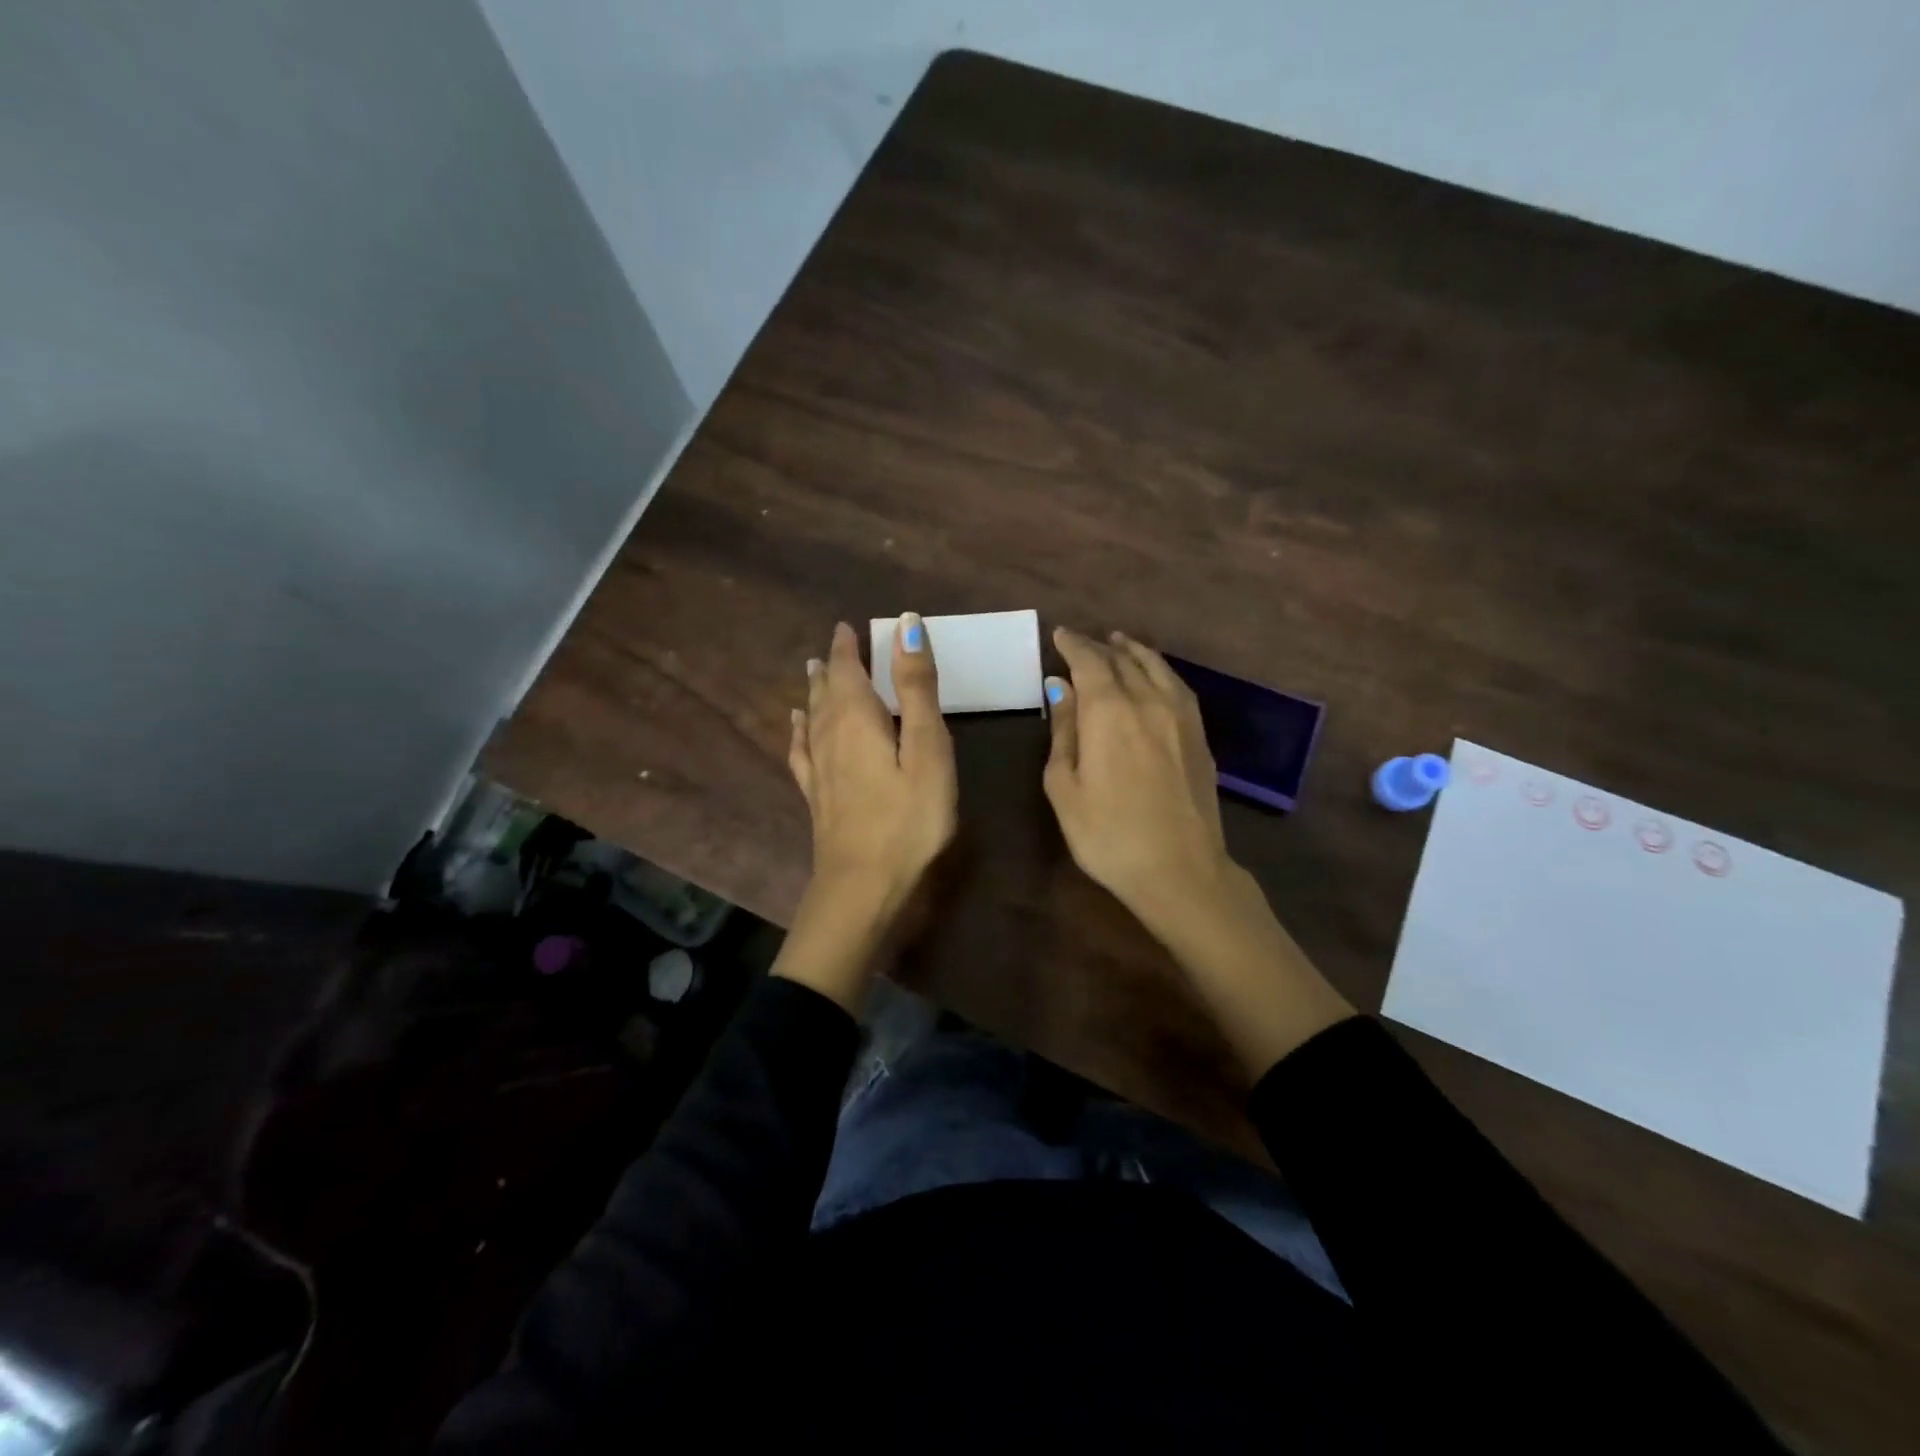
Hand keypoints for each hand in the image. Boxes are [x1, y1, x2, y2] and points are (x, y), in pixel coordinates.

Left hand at [776, 615, 956, 1010]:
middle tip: (836, 645)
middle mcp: (830, 736)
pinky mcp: (816, 796)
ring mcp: (819, 769)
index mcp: (857, 718)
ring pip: (813, 717)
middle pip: (827, 691)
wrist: (863, 885)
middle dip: (833, 665)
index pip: (847, 669)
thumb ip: (916, 687)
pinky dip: (800, 730)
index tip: (848, 626)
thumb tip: (906, 624)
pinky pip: (802, 750)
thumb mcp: (926, 748)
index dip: (849, 647)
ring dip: (816, 691)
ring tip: (813, 671)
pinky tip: (797, 726)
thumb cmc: (908, 817)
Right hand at [1043, 627, 1353, 1077]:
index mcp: (1109, 711)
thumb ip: (1063, 732)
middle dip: (1099, 646)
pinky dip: (1160, 670)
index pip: (1090, 662)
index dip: (1073, 645)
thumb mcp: (1065, 788)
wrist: (1181, 870)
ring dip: (1134, 651)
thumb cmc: (1108, 836)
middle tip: (1082, 642)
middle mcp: (1148, 700)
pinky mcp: (1199, 734)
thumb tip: (1060, 689)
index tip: (1060, 635)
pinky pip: (1177, 685)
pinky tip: (1155, 675)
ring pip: (1156, 667)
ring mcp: (1181, 716)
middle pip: (1122, 660)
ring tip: (1120, 642)